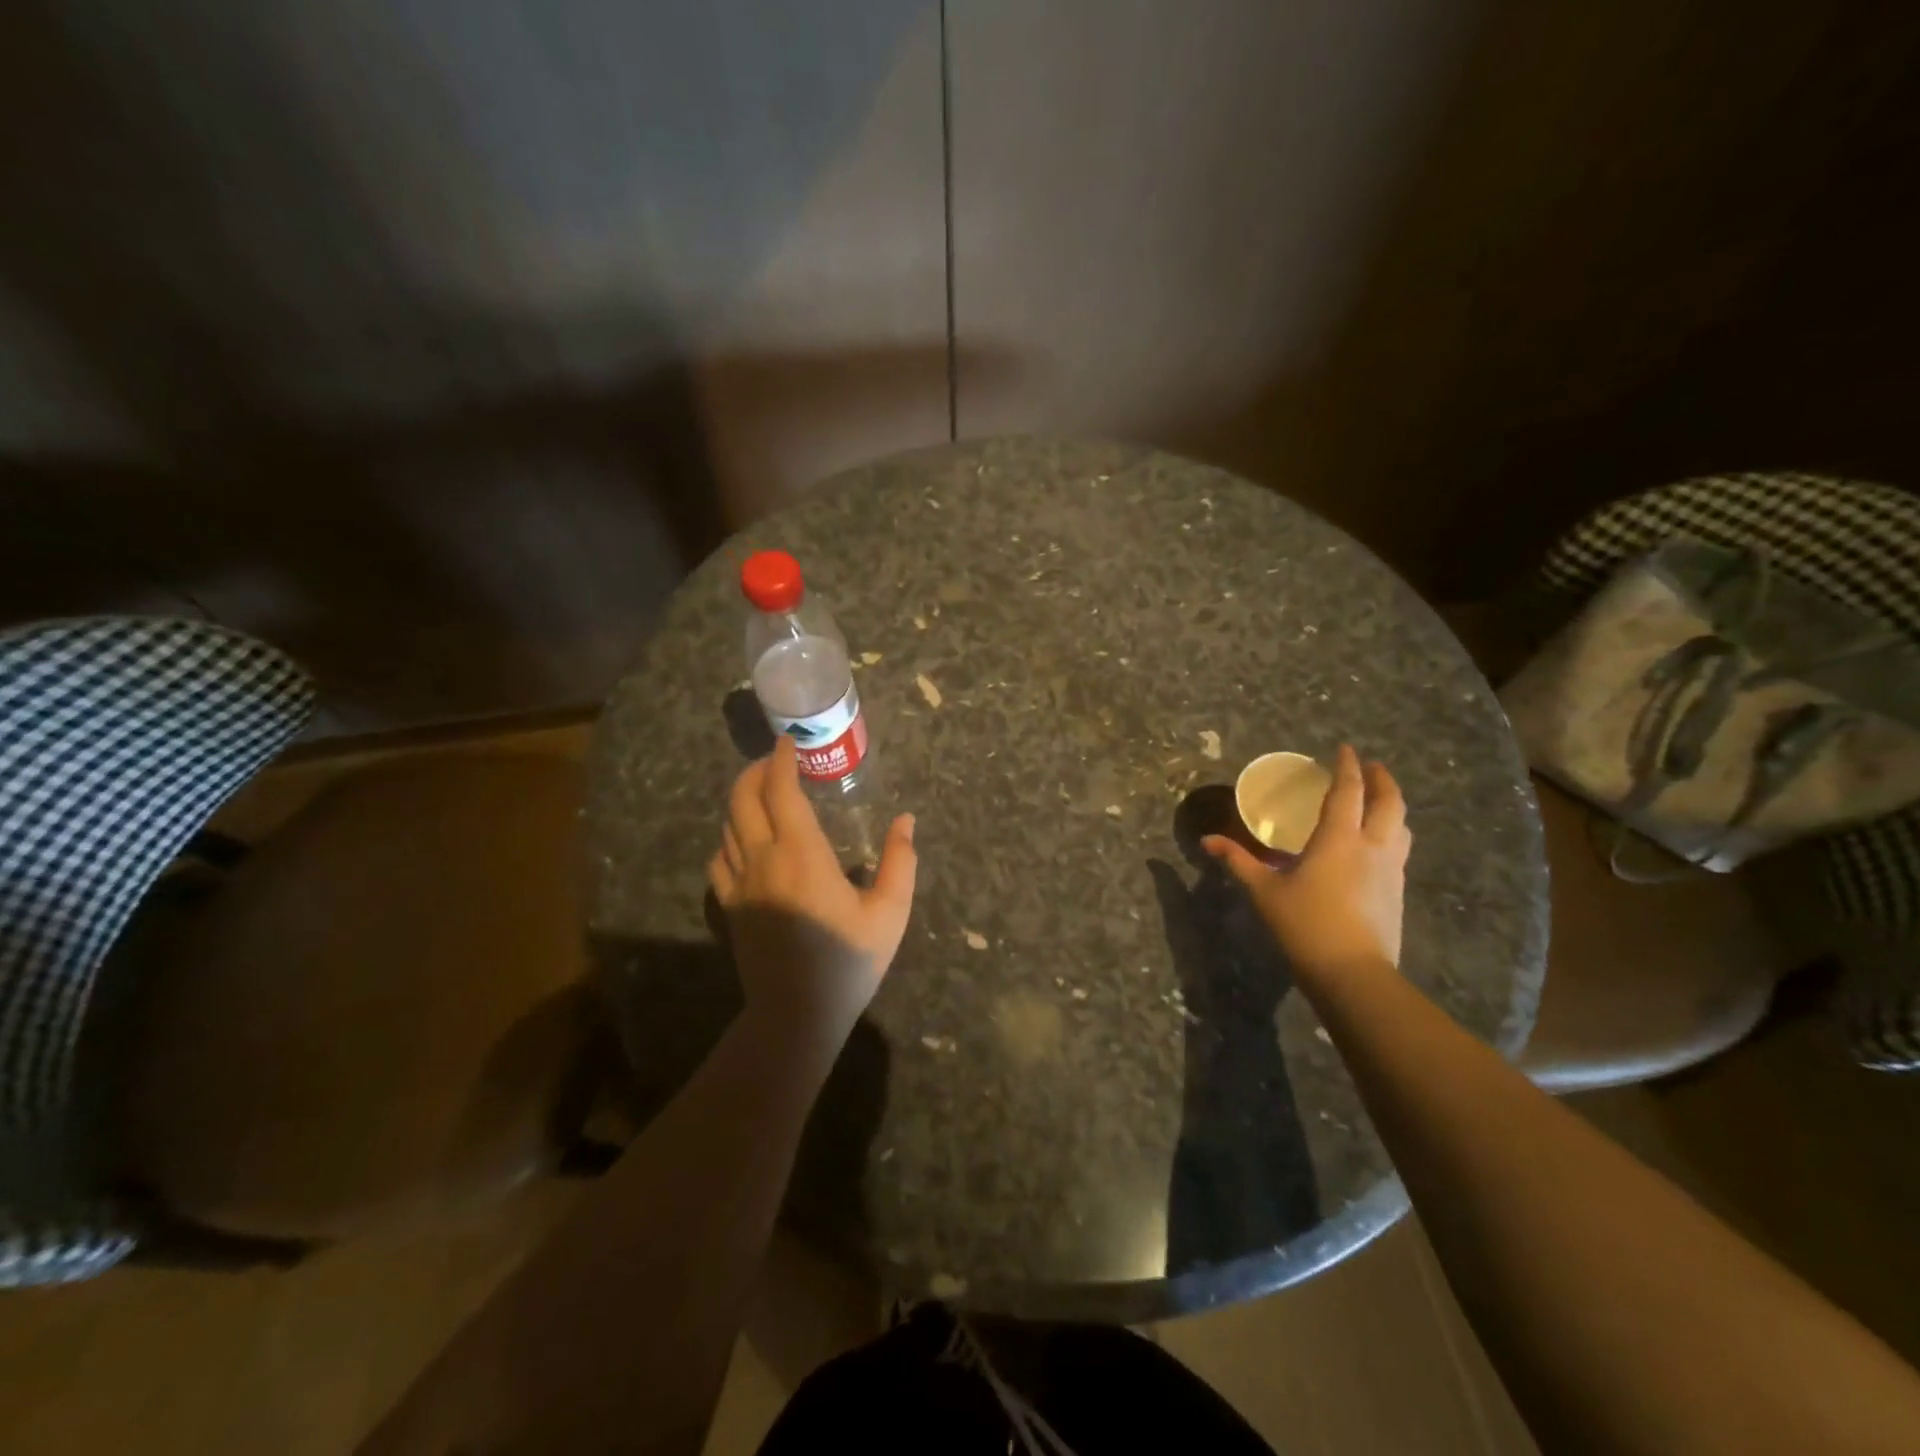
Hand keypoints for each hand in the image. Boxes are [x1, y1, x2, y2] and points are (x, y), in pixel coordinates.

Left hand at [708, 737, 917, 1035]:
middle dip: (756, 770)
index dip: (781, 760)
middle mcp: (763, 860)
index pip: (780, 790)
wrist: (796, 1015)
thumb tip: (906, 820)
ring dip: (742, 800)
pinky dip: (729, 837)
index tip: (789, 742)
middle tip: (776, 760)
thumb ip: (900, 861)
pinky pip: (718, 859)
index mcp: (802, 854)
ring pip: (727, 825)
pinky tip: (744, 841)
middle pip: (743, 798)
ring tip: (763, 793)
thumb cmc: (848, 962)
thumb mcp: (889, 912)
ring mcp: (739, 884)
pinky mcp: (730, 907)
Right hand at [1202, 745, 1410, 981]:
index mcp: (1338, 838)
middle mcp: (1372, 846)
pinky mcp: (1398, 892)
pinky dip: (1392, 833)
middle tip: (1373, 767)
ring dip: (1392, 806)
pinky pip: (1400, 849)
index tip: (1345, 749)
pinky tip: (1378, 845)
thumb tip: (1207, 841)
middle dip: (1382, 780)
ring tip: (1379, 802)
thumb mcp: (1264, 891)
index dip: (1348, 767)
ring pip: (1401, 826)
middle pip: (1389, 802)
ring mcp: (1391, 870)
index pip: (1348, 791)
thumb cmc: (1304, 925)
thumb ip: (1238, 861)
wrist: (1353, 974)